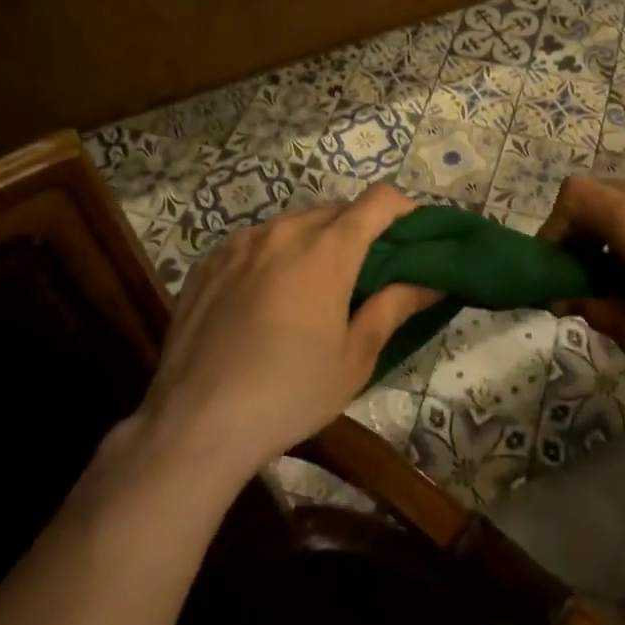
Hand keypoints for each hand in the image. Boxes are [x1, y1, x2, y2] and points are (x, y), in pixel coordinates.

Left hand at [127, 185, 435, 485]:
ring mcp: (242, 243)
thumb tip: (430, 282)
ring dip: (316, 239)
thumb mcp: (354, 358)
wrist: (194, 424)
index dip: (404, 210)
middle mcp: (285, 231)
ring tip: (315, 284)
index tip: (413, 236)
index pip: (379, 201)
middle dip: (360, 229)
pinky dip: (275, 253)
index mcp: (328, 250)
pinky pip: (256, 241)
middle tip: (367, 270)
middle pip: (337, 210)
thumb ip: (394, 308)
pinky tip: (268, 295)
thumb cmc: (288, 392)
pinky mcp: (209, 261)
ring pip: (294, 223)